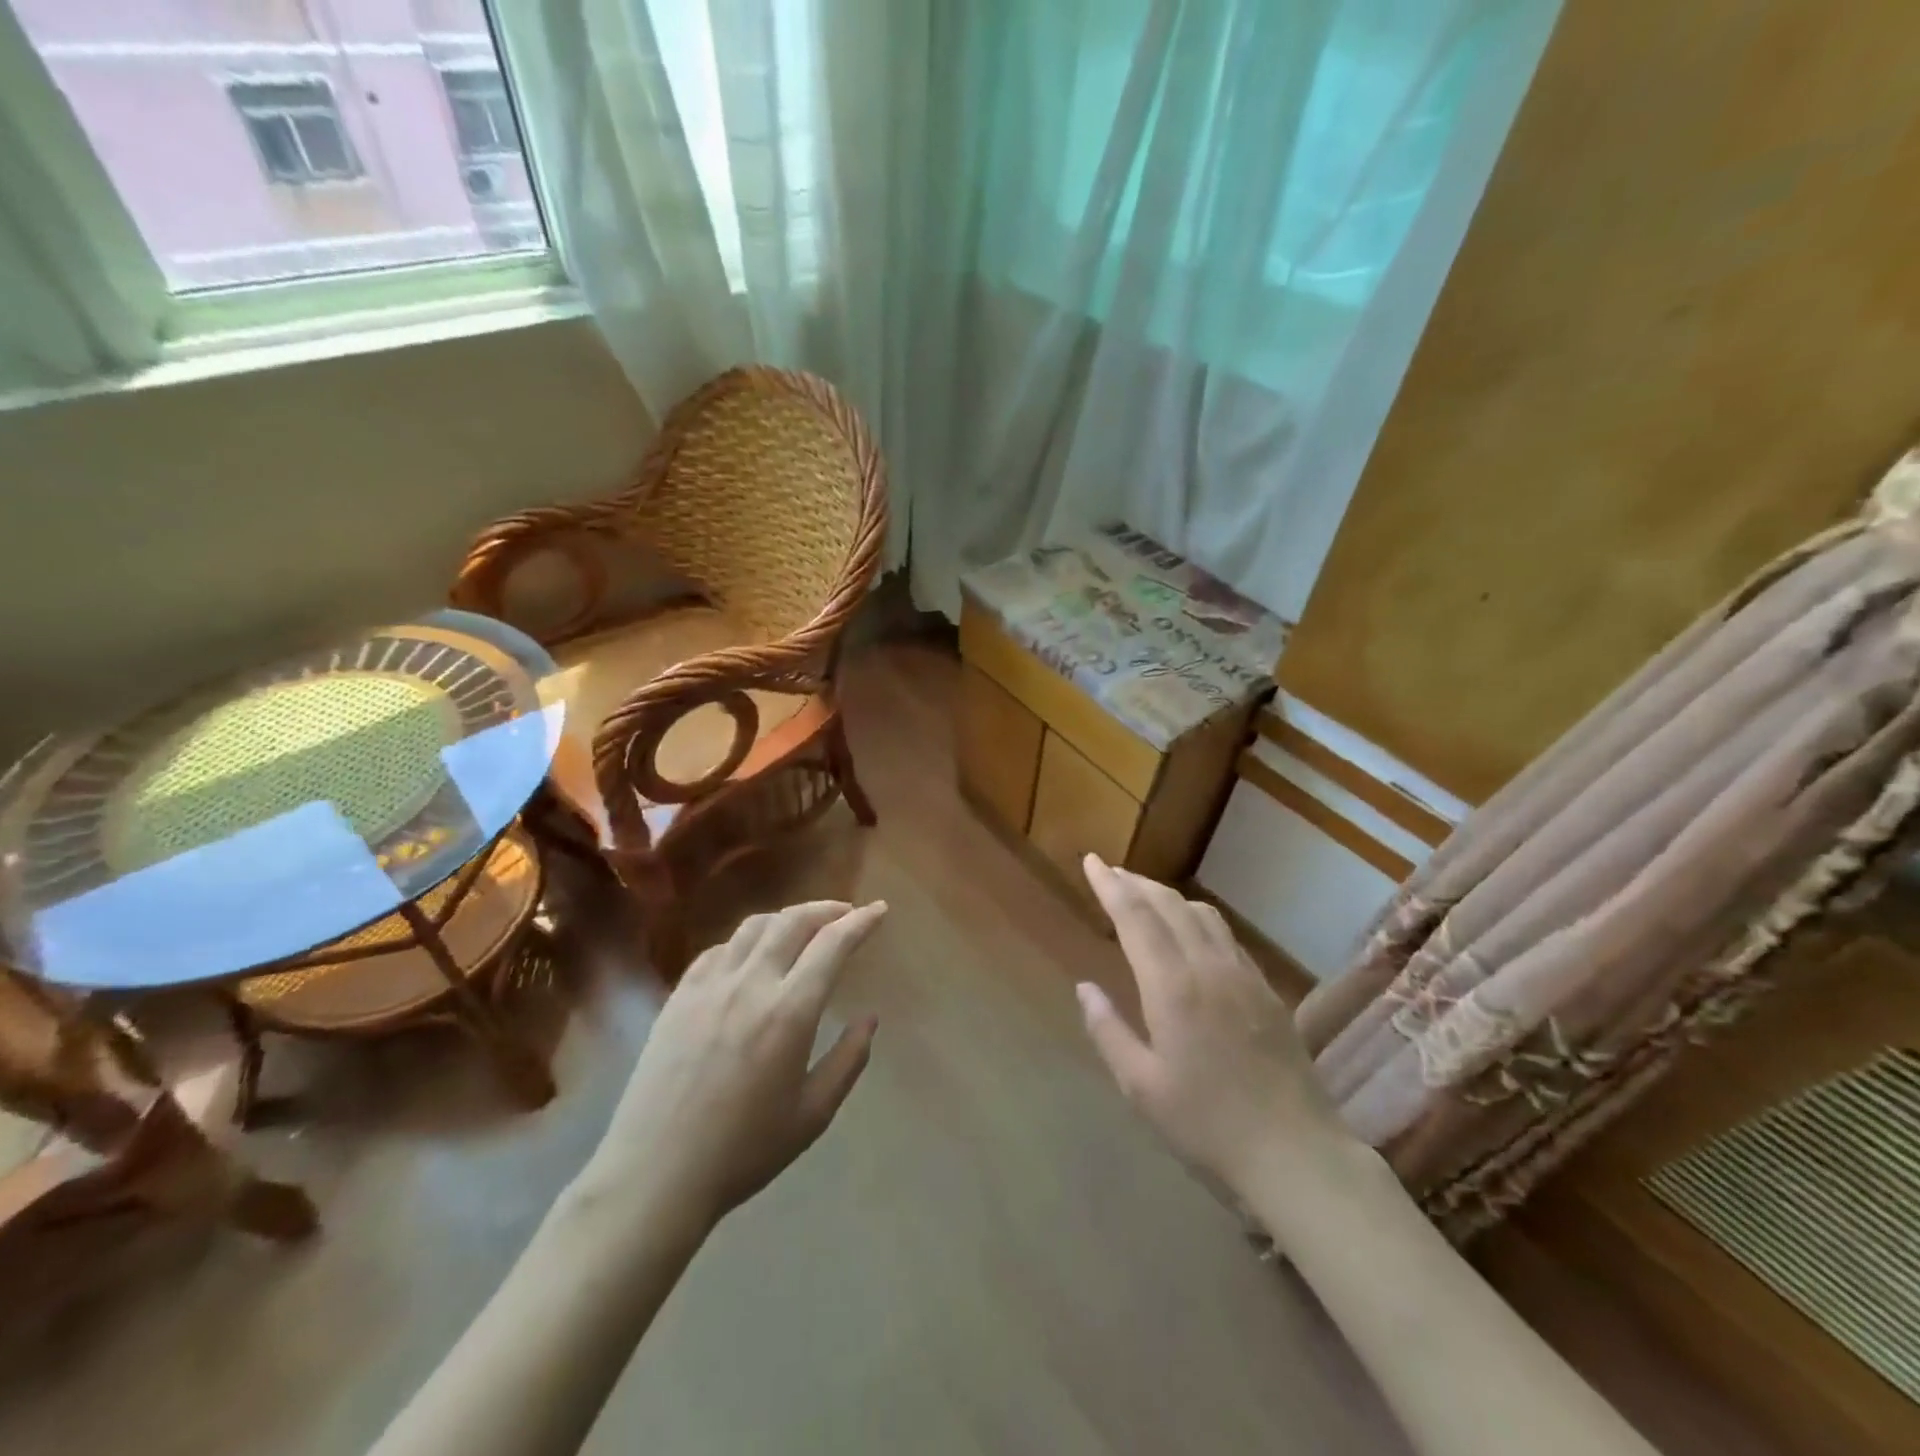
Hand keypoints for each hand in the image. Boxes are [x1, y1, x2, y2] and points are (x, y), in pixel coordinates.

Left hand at [584, 900, 885, 1230]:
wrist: (655, 1174)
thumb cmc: (744, 1150)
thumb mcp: (813, 1114)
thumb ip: (848, 1060)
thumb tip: (870, 1019)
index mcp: (790, 1012)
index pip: (832, 945)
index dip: (861, 921)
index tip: (879, 909)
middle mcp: (751, 984)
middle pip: (793, 921)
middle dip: (826, 909)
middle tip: (846, 914)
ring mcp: (709, 986)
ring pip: (754, 926)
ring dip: (787, 918)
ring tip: (803, 928)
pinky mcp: (679, 996)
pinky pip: (719, 949)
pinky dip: (746, 941)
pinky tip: (752, 957)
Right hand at [1076, 856, 1347, 1196]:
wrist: (1296, 1153)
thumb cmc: (1207, 1125)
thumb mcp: (1140, 1087)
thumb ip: (1108, 1030)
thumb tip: (1084, 988)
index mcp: (1172, 987)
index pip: (1135, 917)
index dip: (1110, 885)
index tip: (1091, 861)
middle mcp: (1208, 967)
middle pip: (1169, 905)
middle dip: (1136, 883)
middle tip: (1110, 872)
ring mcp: (1243, 976)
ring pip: (1202, 914)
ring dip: (1168, 896)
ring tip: (1144, 895)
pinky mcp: (1266, 991)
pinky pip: (1226, 936)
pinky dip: (1198, 918)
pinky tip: (1191, 932)